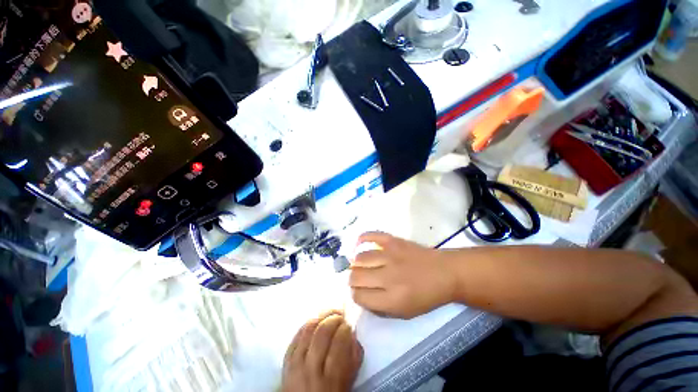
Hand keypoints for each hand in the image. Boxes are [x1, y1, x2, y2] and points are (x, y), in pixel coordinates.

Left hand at [282, 311, 362, 391]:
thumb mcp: (348, 381)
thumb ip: (353, 357)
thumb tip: (352, 333)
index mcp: (331, 379)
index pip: (339, 342)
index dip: (346, 328)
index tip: (349, 324)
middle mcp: (311, 370)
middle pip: (322, 332)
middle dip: (334, 318)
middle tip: (340, 315)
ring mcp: (296, 364)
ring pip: (308, 329)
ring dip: (321, 316)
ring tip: (329, 314)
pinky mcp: (286, 361)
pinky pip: (296, 335)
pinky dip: (307, 325)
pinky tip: (316, 322)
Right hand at [350, 232, 456, 318]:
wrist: (445, 273)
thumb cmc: (426, 296)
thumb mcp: (405, 313)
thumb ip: (380, 307)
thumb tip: (361, 295)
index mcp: (392, 299)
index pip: (359, 296)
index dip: (356, 295)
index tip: (360, 292)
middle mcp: (388, 277)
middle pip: (355, 277)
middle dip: (353, 280)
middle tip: (359, 279)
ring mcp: (390, 255)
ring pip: (360, 258)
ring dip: (357, 263)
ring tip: (361, 264)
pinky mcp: (394, 241)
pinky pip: (371, 235)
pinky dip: (362, 238)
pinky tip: (359, 244)